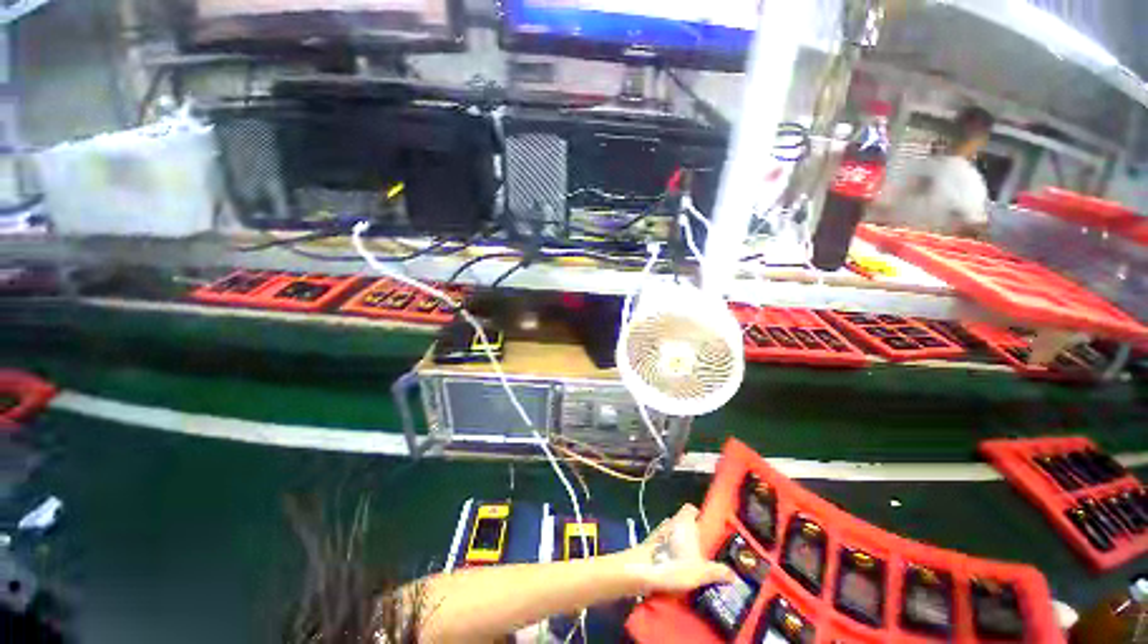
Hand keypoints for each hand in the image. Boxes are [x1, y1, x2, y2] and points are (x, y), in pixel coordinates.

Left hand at [622, 504, 734, 593]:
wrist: (641, 570)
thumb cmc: (673, 564)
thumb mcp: (701, 572)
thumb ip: (718, 572)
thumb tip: (733, 574)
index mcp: (684, 521)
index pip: (691, 509)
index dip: (699, 516)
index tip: (708, 529)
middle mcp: (671, 521)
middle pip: (683, 523)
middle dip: (692, 534)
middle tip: (704, 551)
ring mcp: (659, 532)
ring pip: (674, 534)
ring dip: (680, 544)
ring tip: (691, 562)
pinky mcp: (651, 544)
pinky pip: (665, 544)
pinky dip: (670, 552)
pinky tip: (676, 567)